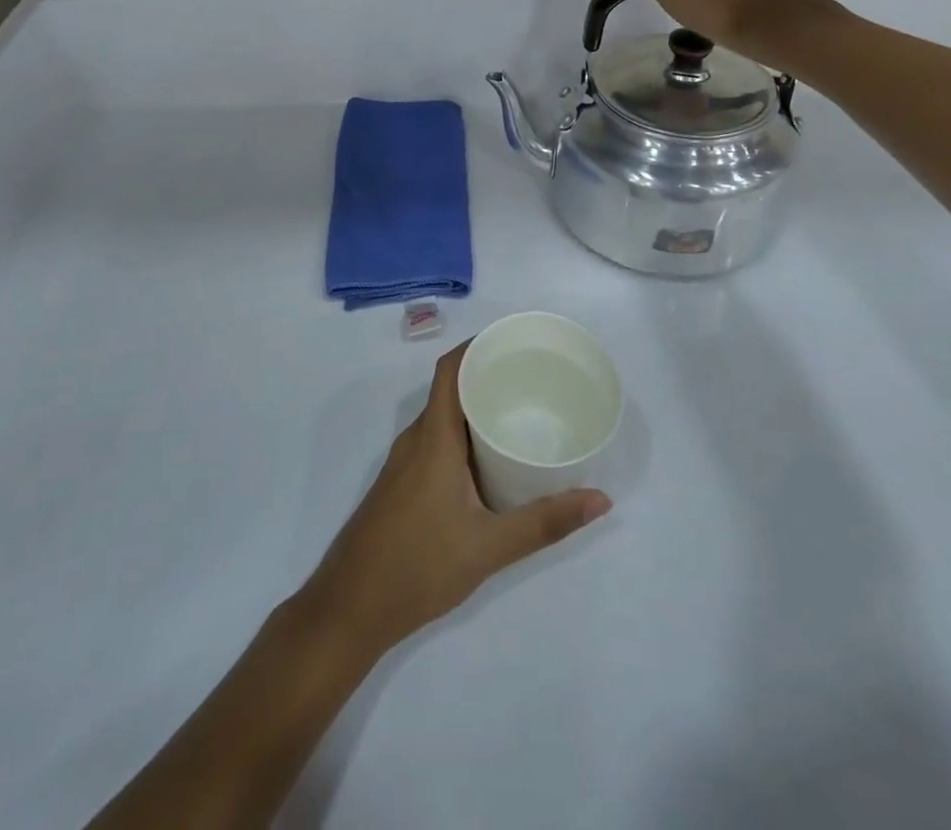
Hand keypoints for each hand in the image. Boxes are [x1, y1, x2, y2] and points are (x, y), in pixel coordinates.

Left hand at [299, 344, 611, 660]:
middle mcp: (415, 440)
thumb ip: (544, 522)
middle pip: (448, 389)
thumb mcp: (489, 546)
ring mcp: (403, 463)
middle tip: (530, 378)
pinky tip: (487, 460)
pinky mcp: (400, 485)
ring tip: (517, 412)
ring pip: (441, 418)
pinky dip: (461, 435)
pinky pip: (434, 441)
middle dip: (485, 376)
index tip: (512, 342)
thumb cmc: (418, 566)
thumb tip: (600, 499)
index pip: (449, 370)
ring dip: (473, 408)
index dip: (476, 346)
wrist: (350, 608)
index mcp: (433, 438)